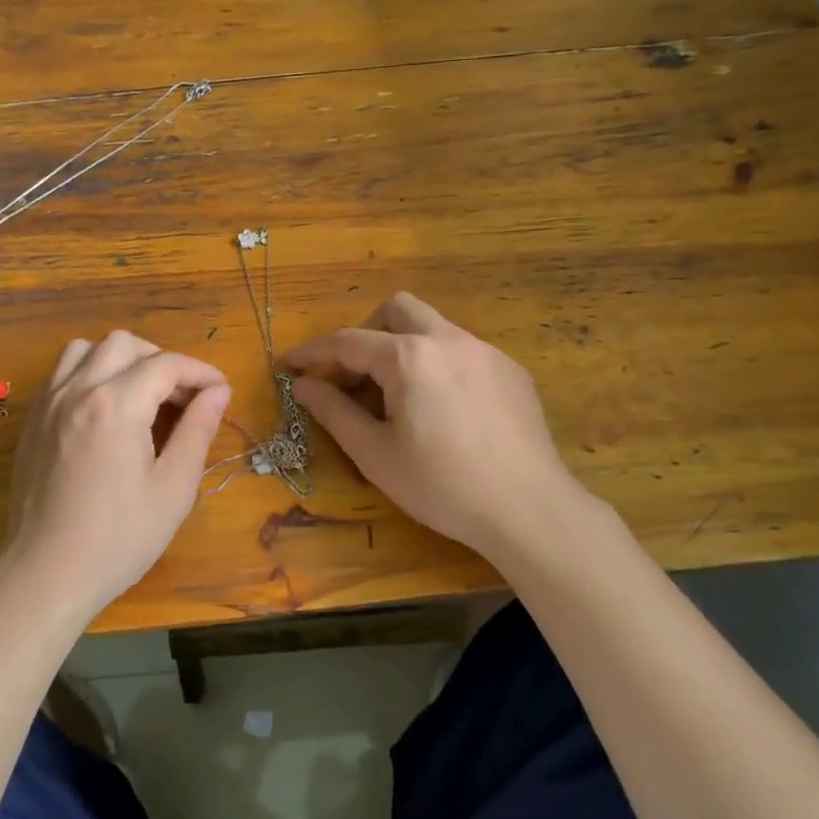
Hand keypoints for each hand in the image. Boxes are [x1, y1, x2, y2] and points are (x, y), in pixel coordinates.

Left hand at [0, 330, 229, 622]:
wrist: (45, 576)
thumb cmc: (118, 539)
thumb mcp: (173, 489)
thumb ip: (197, 431)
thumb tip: (218, 392)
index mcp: (116, 405)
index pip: (166, 365)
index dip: (200, 373)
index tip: (221, 392)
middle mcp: (77, 391)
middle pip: (125, 344)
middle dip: (161, 361)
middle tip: (181, 399)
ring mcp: (48, 403)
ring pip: (86, 349)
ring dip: (120, 360)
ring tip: (140, 396)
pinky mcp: (32, 421)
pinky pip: (61, 373)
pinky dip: (89, 374)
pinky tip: (105, 410)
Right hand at [284, 293, 585, 555]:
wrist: (529, 509)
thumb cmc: (442, 486)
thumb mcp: (376, 454)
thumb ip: (334, 412)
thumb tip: (303, 385)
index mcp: (409, 357)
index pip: (347, 342)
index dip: (312, 352)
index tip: (289, 364)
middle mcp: (448, 339)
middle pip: (396, 309)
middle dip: (366, 333)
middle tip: (353, 376)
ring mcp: (486, 352)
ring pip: (433, 327)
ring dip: (404, 348)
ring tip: (398, 397)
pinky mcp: (511, 371)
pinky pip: (463, 351)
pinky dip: (438, 365)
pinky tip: (444, 410)